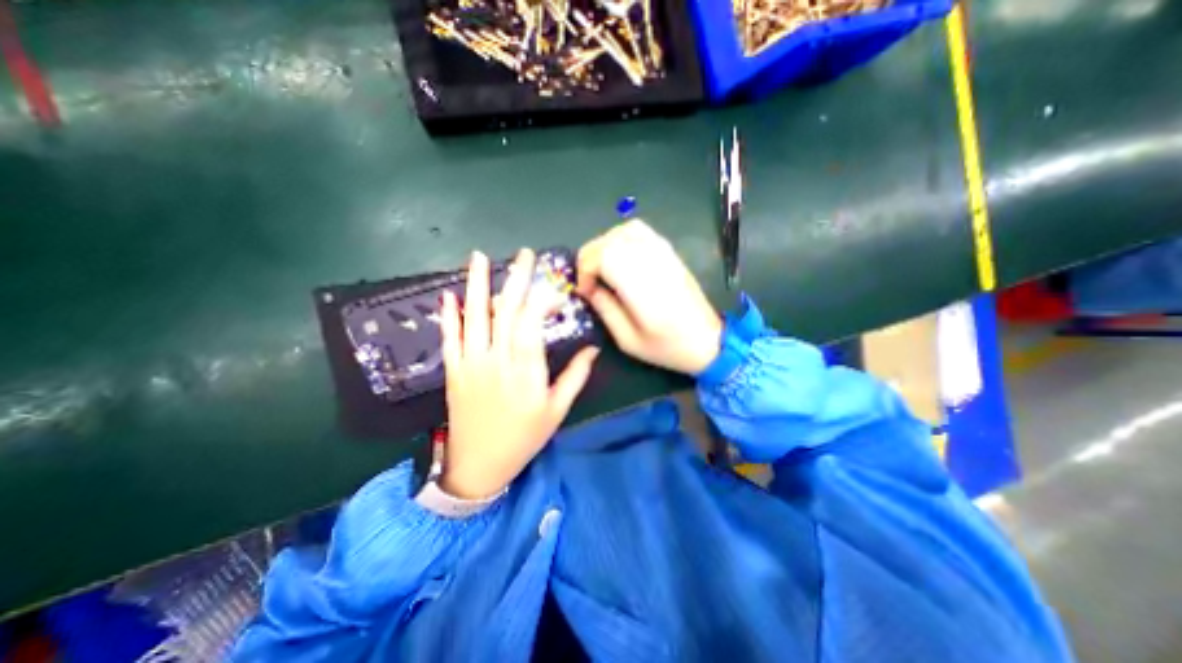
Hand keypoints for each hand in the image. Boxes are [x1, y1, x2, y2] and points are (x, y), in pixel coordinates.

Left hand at [438, 251, 601, 498]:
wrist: (478, 466)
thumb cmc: (523, 438)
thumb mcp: (556, 411)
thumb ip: (575, 377)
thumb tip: (592, 348)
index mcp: (525, 370)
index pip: (532, 323)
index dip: (542, 300)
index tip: (554, 287)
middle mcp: (496, 359)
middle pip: (505, 311)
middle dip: (515, 279)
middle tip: (523, 254)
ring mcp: (471, 363)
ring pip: (474, 316)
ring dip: (476, 285)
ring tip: (478, 257)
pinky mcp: (453, 370)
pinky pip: (449, 337)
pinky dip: (449, 315)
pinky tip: (448, 294)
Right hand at [579, 220, 726, 374]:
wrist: (709, 340)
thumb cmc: (668, 347)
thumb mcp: (628, 340)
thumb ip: (605, 309)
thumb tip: (589, 289)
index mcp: (642, 287)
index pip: (604, 256)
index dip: (586, 269)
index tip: (585, 290)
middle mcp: (652, 262)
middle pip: (610, 241)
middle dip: (589, 258)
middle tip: (588, 281)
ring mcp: (663, 253)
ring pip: (623, 231)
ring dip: (604, 246)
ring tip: (600, 268)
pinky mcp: (669, 251)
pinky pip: (640, 231)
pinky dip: (621, 238)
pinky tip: (618, 257)